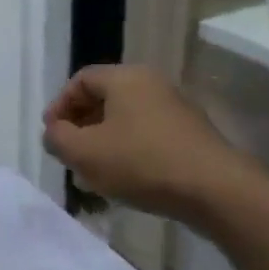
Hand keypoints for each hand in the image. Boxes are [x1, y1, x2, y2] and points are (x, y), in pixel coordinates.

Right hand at [42, 65, 259, 220]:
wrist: (216, 190)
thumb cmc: (142, 163)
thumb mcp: (84, 153)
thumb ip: (58, 138)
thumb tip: (54, 133)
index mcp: (125, 78)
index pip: (81, 80)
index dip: (59, 105)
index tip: (52, 135)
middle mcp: (152, 84)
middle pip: (105, 98)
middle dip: (81, 124)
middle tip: (70, 153)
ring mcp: (177, 108)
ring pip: (127, 118)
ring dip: (105, 141)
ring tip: (95, 171)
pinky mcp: (192, 134)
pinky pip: (149, 134)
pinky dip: (130, 150)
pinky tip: (126, 178)